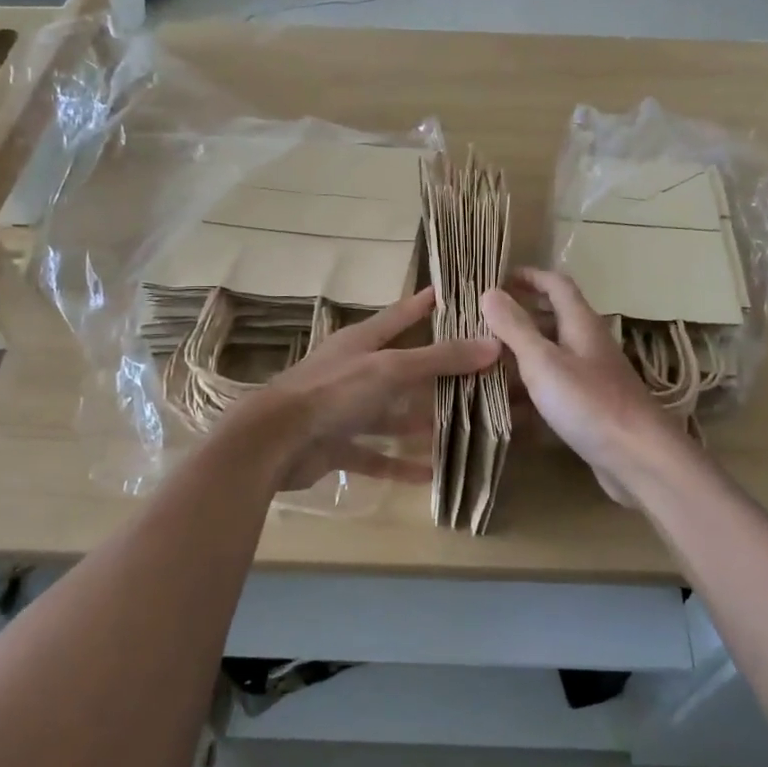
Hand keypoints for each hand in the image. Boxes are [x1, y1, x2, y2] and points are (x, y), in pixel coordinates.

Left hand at [243, 288, 496, 490]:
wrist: (273, 442)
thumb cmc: (333, 392)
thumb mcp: (390, 369)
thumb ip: (439, 359)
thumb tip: (494, 343)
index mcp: (362, 342)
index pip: (401, 315)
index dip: (426, 304)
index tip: (454, 293)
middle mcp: (355, 372)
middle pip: (403, 368)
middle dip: (437, 372)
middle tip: (479, 374)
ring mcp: (344, 410)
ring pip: (392, 414)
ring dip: (423, 421)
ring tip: (464, 426)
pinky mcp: (337, 446)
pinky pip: (376, 454)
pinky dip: (400, 463)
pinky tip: (431, 473)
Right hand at [480, 269, 694, 506]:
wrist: (639, 459)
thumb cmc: (589, 402)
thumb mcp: (543, 362)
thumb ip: (515, 328)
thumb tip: (490, 292)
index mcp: (581, 323)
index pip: (556, 285)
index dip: (529, 276)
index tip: (497, 279)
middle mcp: (588, 344)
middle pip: (552, 319)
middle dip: (518, 317)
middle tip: (480, 323)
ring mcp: (591, 377)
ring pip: (551, 356)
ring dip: (520, 356)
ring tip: (482, 363)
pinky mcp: (589, 408)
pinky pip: (554, 389)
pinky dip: (530, 390)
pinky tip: (505, 406)